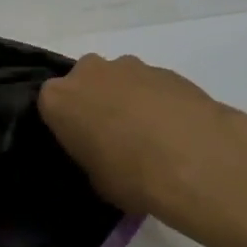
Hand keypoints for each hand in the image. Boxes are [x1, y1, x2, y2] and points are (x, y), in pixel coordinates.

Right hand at [38, 52, 246, 236]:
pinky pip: (152, 86)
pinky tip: (176, 133)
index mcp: (59, 98)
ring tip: (151, 139)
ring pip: (120, 81)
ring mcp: (131, 66)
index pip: (51, 105)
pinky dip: (159, 103)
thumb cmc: (130, 175)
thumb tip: (103, 156)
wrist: (195, 159)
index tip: (81, 145)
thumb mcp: (95, 180)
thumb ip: (90, 157)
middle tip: (113, 139)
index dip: (67, 126)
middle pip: (85, 83)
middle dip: (97, 103)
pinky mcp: (168, 69)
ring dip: (129, 101)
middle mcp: (90, 72)